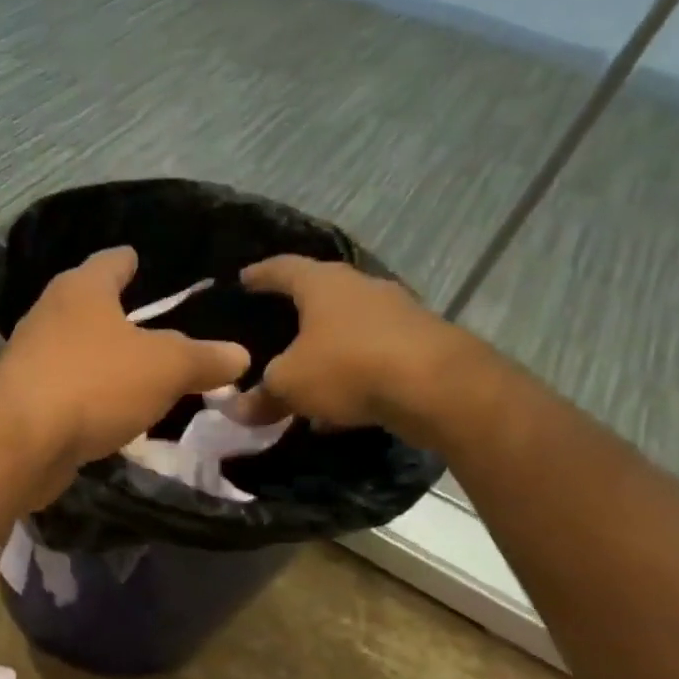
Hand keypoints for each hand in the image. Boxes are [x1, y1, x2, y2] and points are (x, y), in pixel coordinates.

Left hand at [0, 247, 249, 494]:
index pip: (111, 261)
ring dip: (104, 360)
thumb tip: (238, 355)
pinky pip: (68, 389)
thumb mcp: (166, 367)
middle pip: (90, 305)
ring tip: (140, 370)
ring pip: (78, 350)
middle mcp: (50, 315)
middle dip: (118, 314)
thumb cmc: (95, 382)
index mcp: (81, 289)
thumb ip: (203, 358)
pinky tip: (112, 411)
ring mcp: (31, 358)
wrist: (21, 441)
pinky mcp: (24, 399)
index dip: (131, 261)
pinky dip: (90, 396)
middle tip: (157, 325)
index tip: (143, 262)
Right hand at [234, 256, 466, 434]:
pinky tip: (340, 404)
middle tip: (274, 324)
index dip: (260, 274)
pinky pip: (374, 355)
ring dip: (328, 347)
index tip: (243, 278)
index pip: (283, 268)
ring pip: (351, 327)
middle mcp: (362, 288)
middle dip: (298, 310)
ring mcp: (399, 313)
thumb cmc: (348, 367)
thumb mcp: (289, 385)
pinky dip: (354, 373)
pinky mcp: (423, 344)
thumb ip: (261, 396)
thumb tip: (237, 410)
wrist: (441, 389)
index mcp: (323, 284)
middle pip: (322, 293)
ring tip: (306, 371)